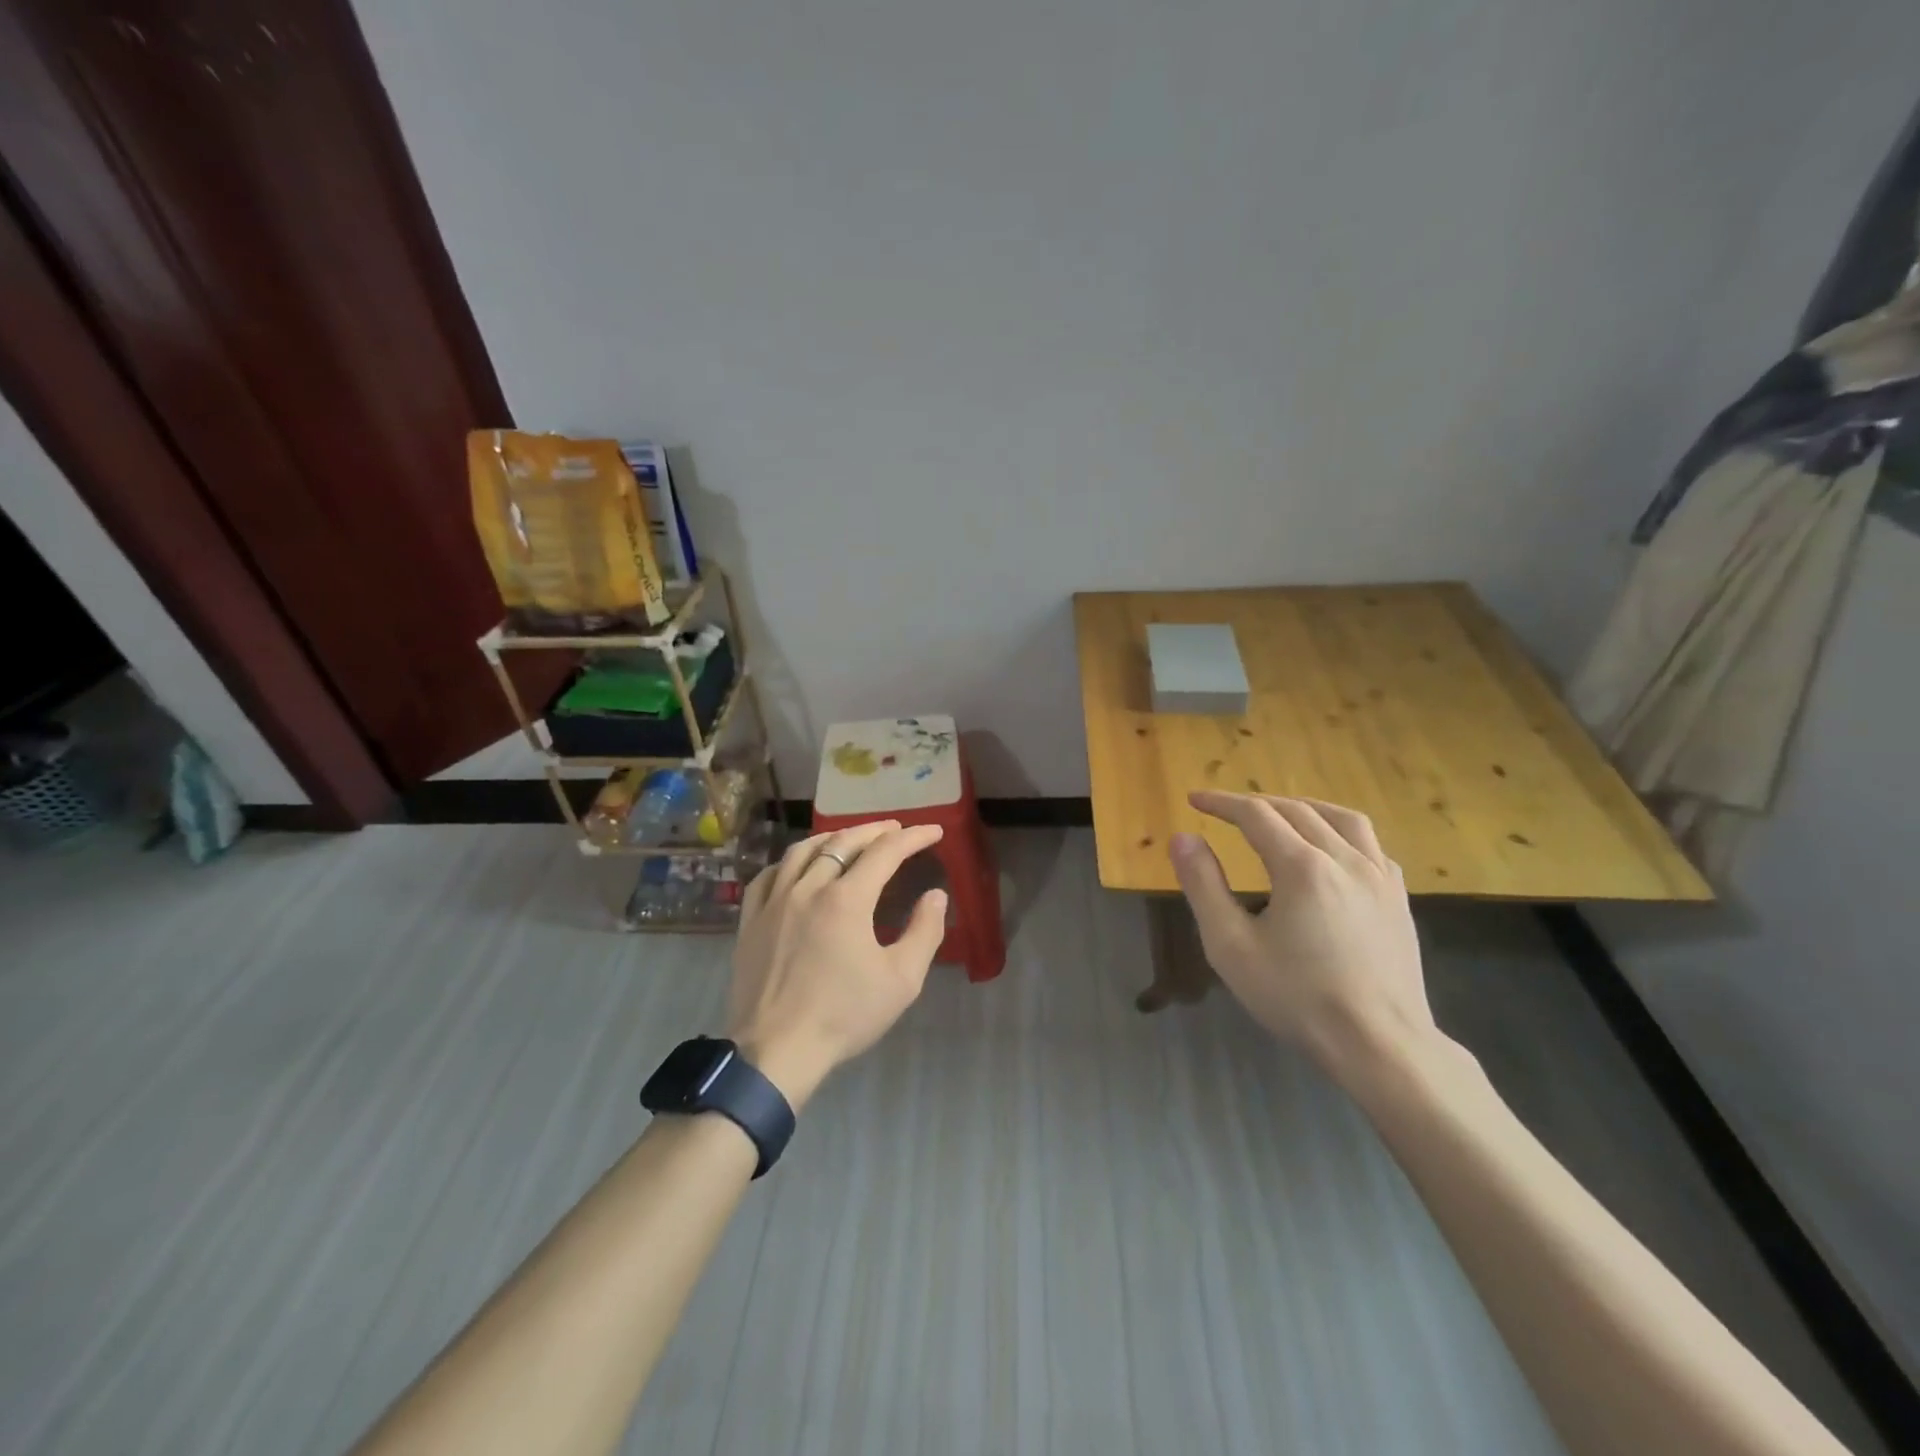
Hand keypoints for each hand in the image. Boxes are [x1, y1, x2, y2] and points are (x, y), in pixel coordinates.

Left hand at [726, 820, 948, 1108]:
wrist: (775, 1051)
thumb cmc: (843, 1016)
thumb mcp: (901, 981)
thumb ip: (924, 932)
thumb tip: (936, 896)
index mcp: (846, 900)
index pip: (885, 853)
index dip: (913, 838)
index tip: (934, 831)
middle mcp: (808, 888)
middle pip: (843, 843)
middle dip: (874, 830)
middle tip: (896, 829)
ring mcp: (774, 902)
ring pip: (802, 851)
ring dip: (831, 838)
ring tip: (849, 838)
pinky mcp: (750, 921)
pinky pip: (768, 876)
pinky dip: (789, 862)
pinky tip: (797, 866)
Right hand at [1168, 791, 1434, 1070]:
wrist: (1380, 1045)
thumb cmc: (1297, 998)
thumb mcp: (1231, 946)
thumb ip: (1203, 885)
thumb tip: (1184, 838)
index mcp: (1302, 867)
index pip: (1256, 814)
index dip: (1221, 803)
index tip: (1194, 799)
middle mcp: (1345, 859)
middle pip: (1296, 810)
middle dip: (1256, 804)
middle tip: (1225, 810)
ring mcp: (1380, 877)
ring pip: (1341, 818)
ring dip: (1302, 807)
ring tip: (1279, 814)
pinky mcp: (1399, 898)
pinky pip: (1371, 845)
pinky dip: (1341, 832)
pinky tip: (1332, 849)